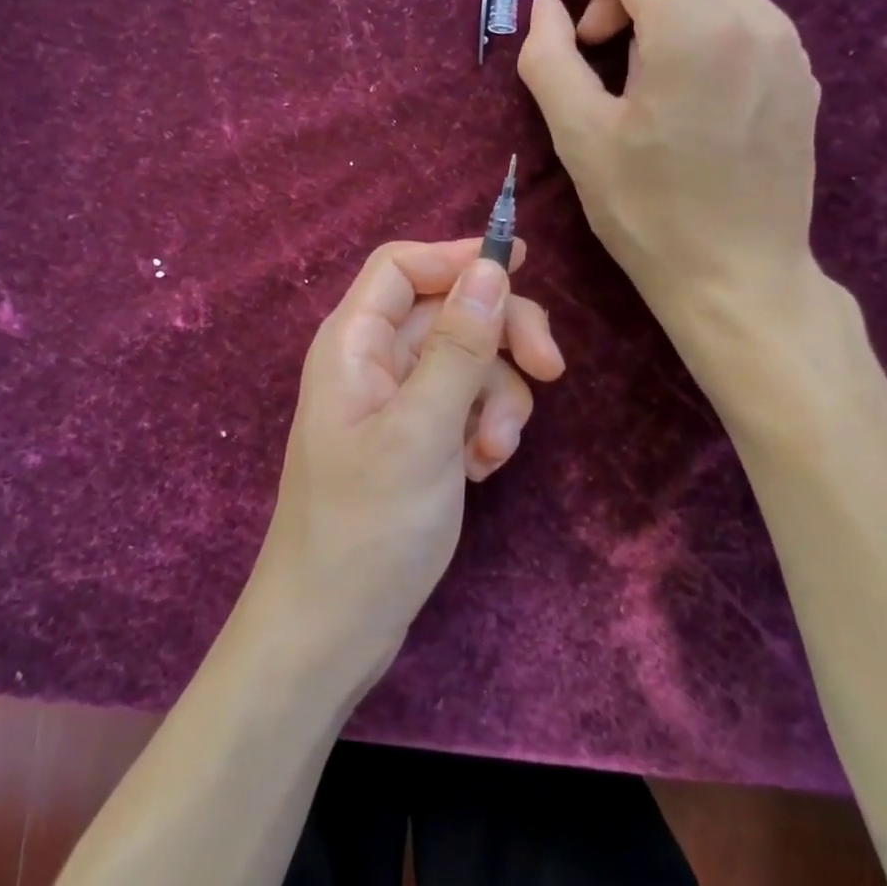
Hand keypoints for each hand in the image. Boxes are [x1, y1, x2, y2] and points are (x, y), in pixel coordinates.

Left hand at [249, 238, 563, 684]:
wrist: (334, 627)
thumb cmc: (368, 526)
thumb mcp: (422, 430)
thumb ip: (459, 345)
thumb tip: (491, 267)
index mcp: (355, 343)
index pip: (402, 265)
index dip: (459, 257)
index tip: (524, 268)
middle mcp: (374, 362)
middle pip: (448, 311)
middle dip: (502, 337)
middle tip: (552, 372)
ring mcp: (396, 403)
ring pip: (468, 362)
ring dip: (497, 399)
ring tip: (491, 454)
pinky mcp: (416, 439)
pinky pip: (465, 406)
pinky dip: (483, 429)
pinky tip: (480, 471)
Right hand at [518, 0, 822, 344]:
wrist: (738, 278)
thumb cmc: (649, 215)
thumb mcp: (579, 138)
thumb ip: (550, 59)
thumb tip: (547, 7)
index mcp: (697, 31)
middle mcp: (755, 20)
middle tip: (592, 36)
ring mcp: (787, 46)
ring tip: (632, 65)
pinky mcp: (799, 75)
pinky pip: (744, 14)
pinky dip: (698, 21)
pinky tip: (677, 84)